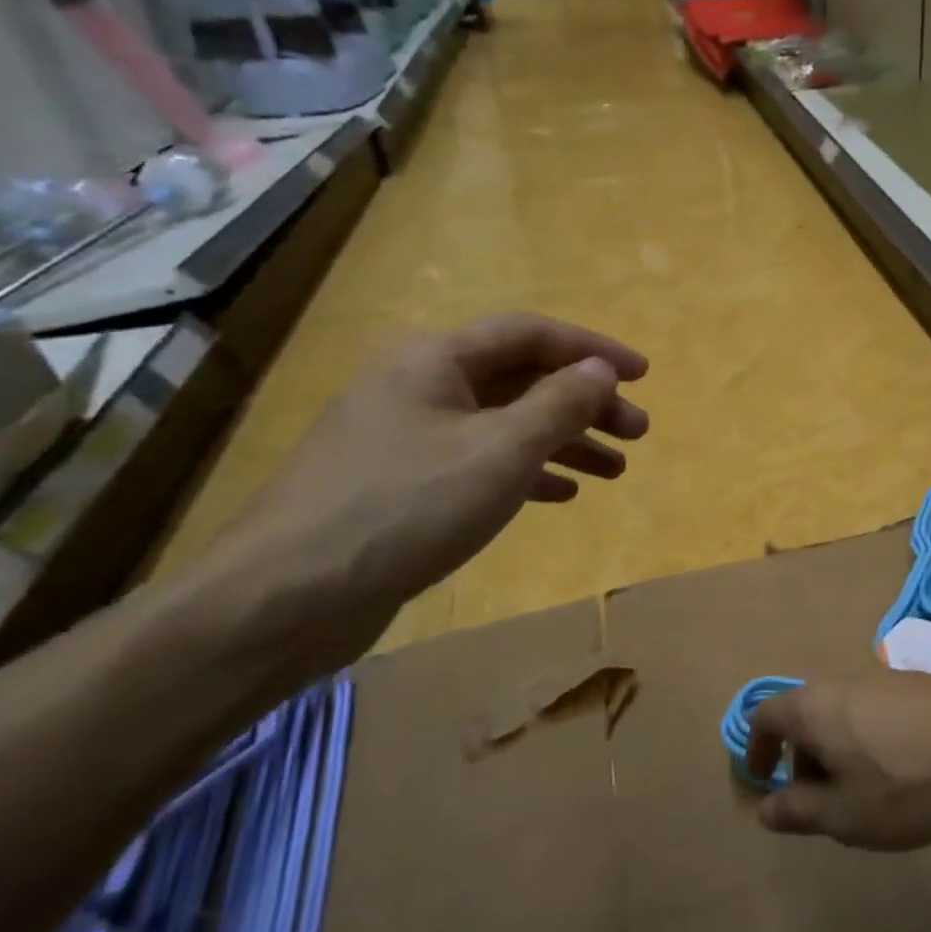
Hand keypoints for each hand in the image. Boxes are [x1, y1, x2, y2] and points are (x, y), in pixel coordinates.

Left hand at [212, 313, 647, 658]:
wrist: (287, 597)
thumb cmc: (407, 505)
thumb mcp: (501, 450)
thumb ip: (559, 404)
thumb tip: (600, 370)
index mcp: (436, 361)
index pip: (530, 334)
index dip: (593, 349)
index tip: (643, 375)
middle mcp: (421, 388)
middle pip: (521, 380)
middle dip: (586, 404)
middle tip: (638, 433)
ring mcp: (408, 438)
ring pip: (505, 425)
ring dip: (564, 441)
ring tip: (615, 470)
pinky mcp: (404, 486)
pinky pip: (481, 463)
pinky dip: (527, 472)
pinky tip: (562, 494)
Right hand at [745, 673, 930, 849]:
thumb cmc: (905, 784)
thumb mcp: (843, 814)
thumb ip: (797, 811)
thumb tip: (765, 807)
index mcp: (814, 706)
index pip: (765, 715)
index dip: (756, 749)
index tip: (761, 781)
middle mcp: (843, 682)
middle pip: (807, 714)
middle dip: (803, 757)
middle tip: (818, 800)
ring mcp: (884, 679)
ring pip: (844, 714)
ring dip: (839, 752)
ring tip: (863, 795)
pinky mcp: (919, 686)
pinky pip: (876, 713)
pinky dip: (870, 742)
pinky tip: (902, 775)